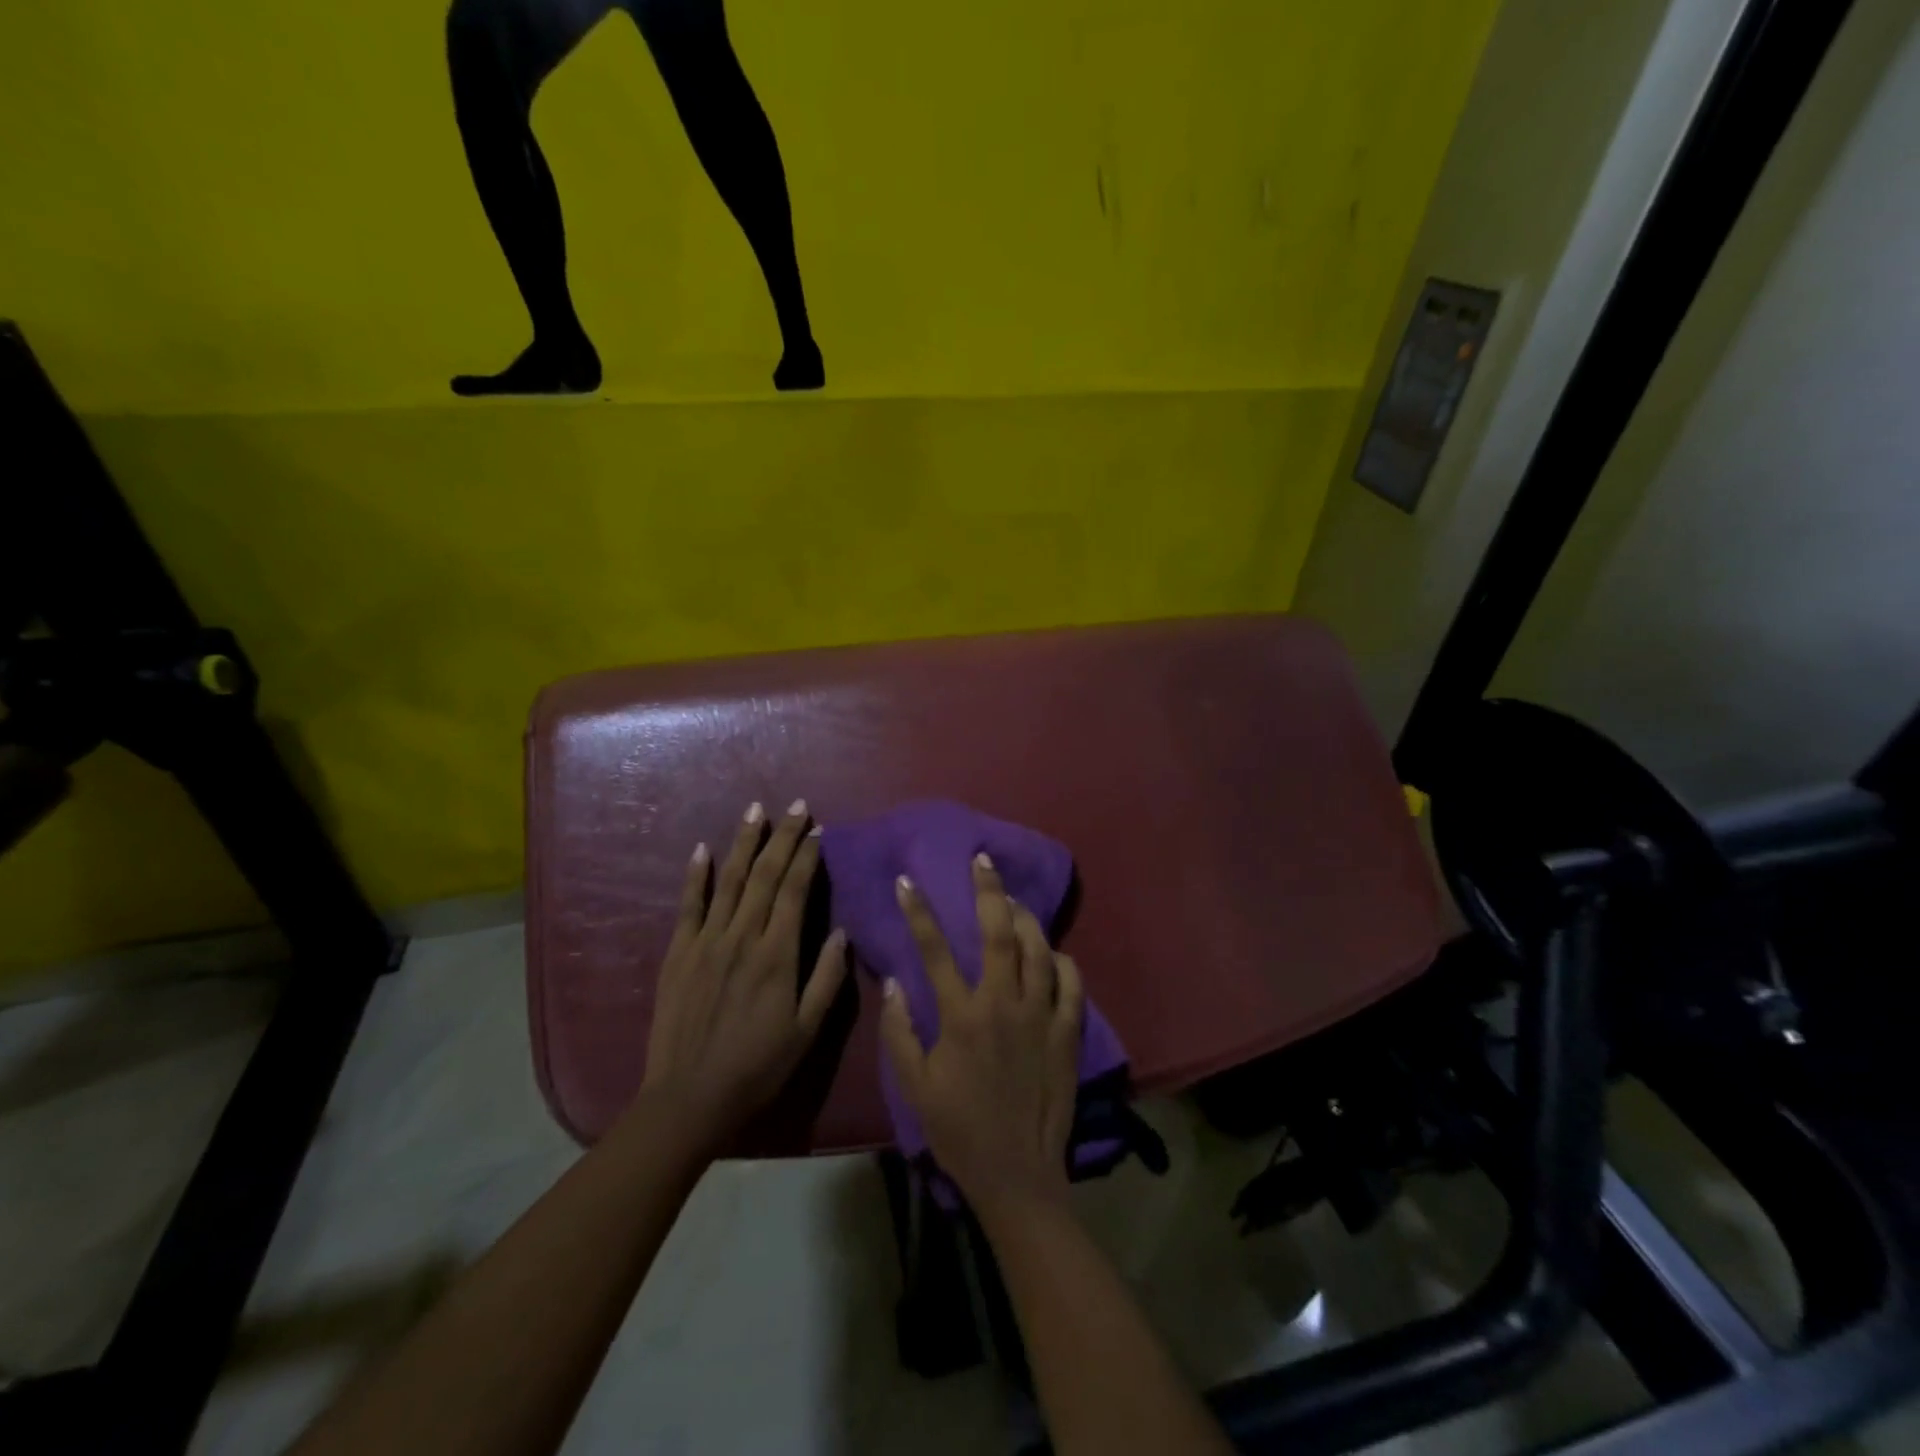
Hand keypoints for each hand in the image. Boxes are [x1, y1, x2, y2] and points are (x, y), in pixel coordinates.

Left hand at [641, 800, 850, 1153]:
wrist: (689, 1099)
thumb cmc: (757, 1067)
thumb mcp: (806, 1031)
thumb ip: (826, 979)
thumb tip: (840, 932)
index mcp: (777, 955)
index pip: (795, 891)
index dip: (808, 857)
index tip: (817, 830)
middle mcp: (742, 937)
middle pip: (765, 875)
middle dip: (782, 837)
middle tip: (795, 806)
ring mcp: (706, 942)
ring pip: (730, 881)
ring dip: (744, 843)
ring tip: (755, 810)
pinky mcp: (679, 953)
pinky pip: (688, 906)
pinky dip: (696, 876)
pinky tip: (703, 850)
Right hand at [880, 853, 1084, 1215]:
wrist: (1016, 1174)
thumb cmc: (959, 1130)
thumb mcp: (915, 1087)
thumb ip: (900, 1031)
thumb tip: (893, 982)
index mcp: (962, 1016)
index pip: (934, 950)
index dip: (918, 912)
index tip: (907, 881)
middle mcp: (1004, 1004)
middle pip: (999, 933)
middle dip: (989, 891)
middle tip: (983, 861)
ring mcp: (1041, 1016)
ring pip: (1039, 950)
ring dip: (1026, 919)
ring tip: (1014, 901)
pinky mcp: (1067, 1033)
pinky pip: (1072, 984)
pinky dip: (1064, 962)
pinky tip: (1055, 954)